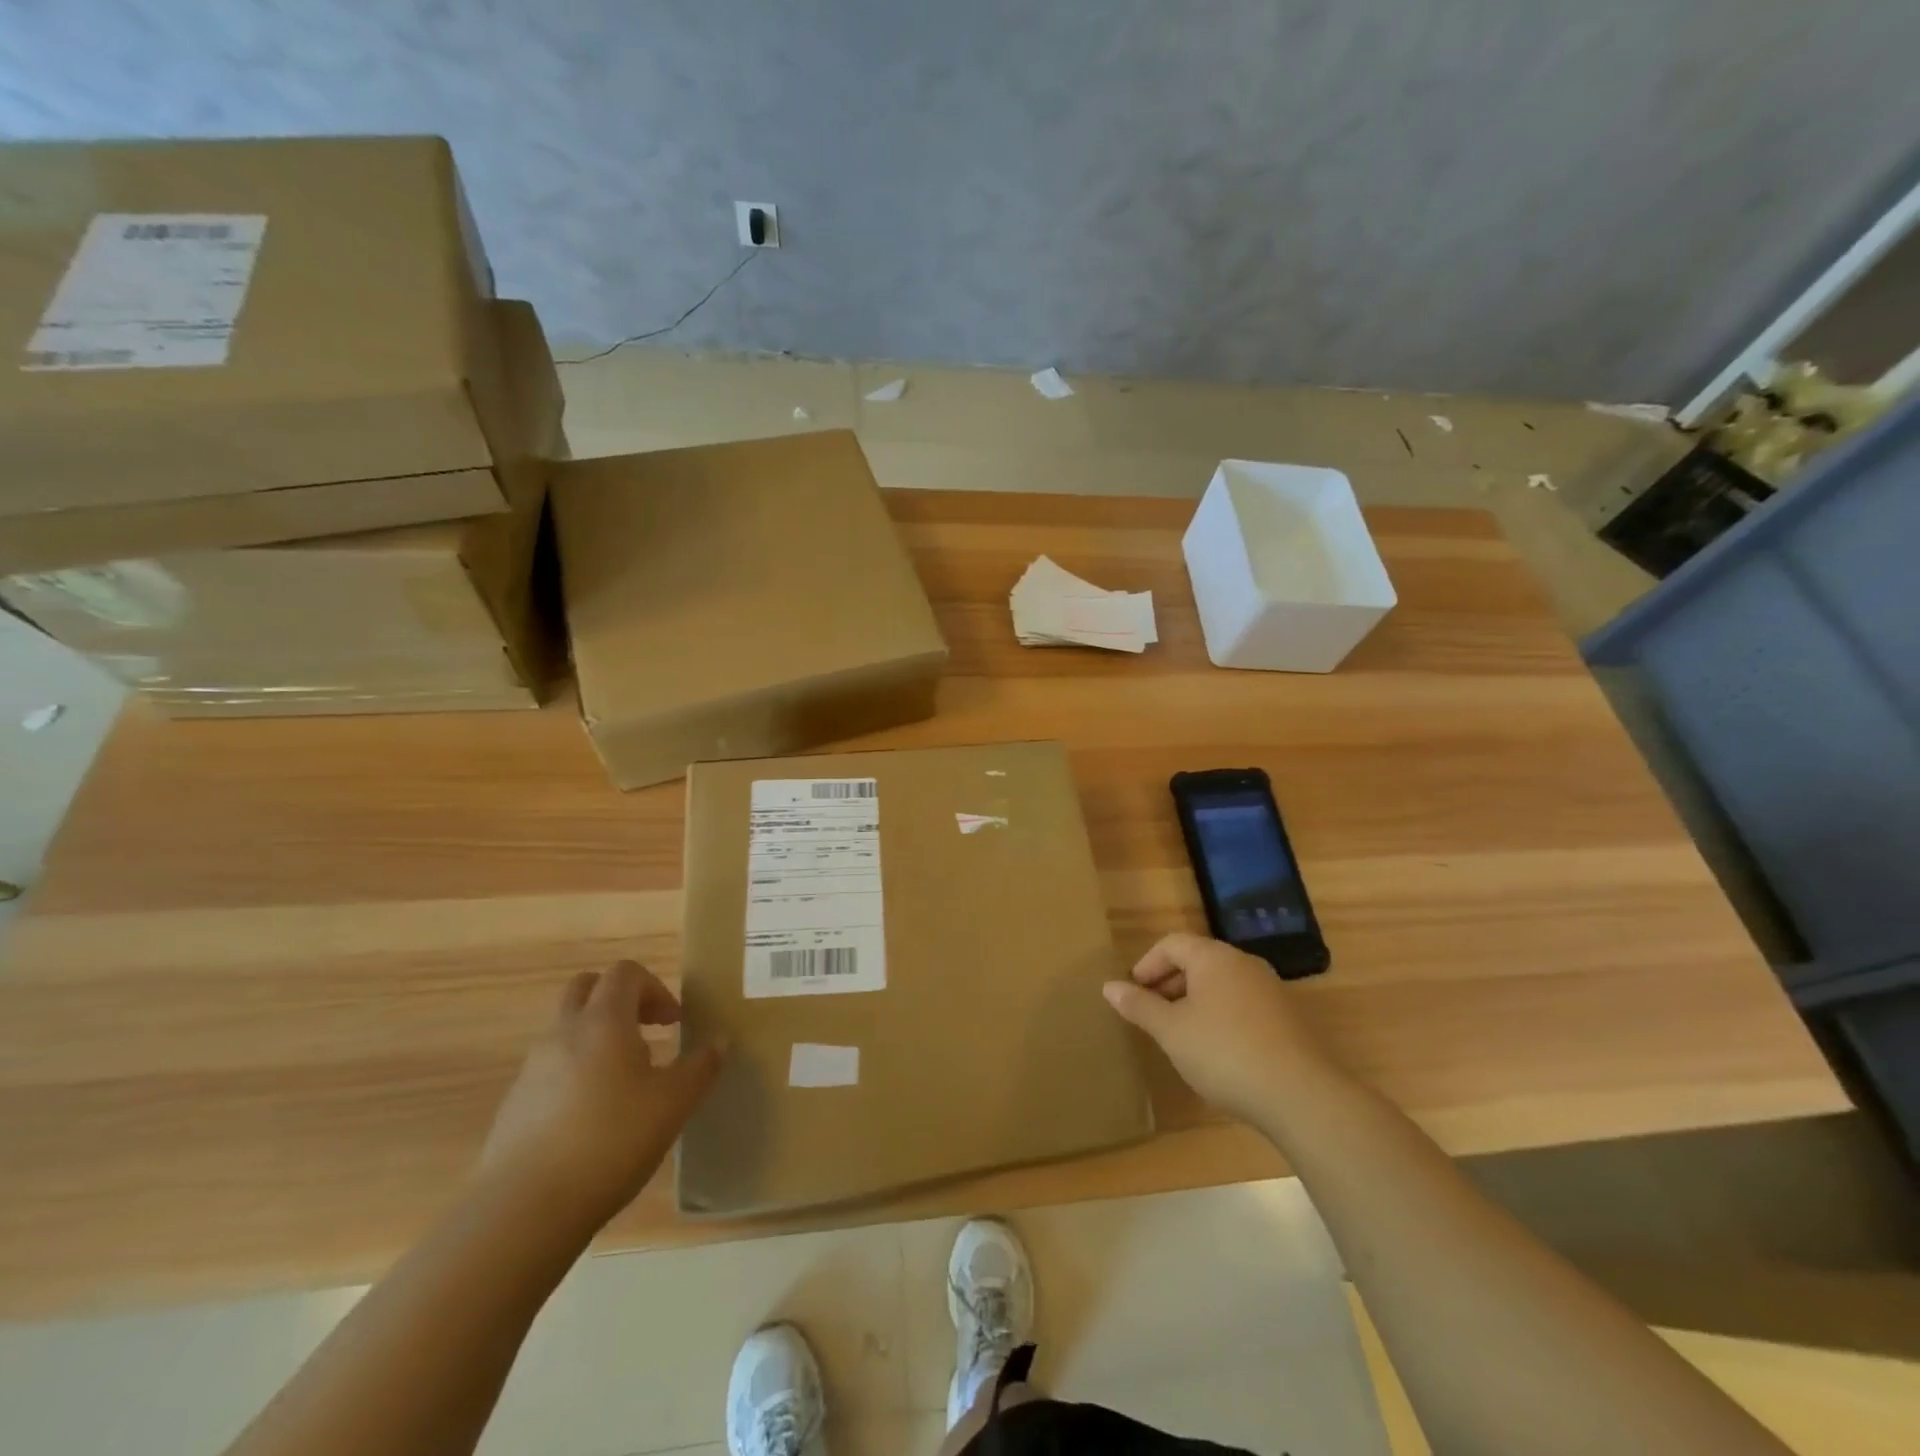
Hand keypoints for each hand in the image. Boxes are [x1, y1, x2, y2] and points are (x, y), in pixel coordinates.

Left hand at [478, 961, 724, 1230]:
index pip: (625, 973)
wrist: (524, 1210)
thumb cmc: (611, 1141)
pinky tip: (594, 1116)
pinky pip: (550, 1067)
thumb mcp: (674, 1103)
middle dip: (620, 999)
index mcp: (603, 1021)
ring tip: (626, 1080)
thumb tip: (720, 1041)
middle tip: (647, 1030)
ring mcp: (532, 1068)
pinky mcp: (514, 1104)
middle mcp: (563, 1032)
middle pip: (587, 987)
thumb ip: (701, 1067)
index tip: (674, 1022)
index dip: (655, 988)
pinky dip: (575, 1071)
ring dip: (597, 1036)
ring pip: (566, 1028)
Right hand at [1103, 933, 1340, 1123]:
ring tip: (1181, 1036)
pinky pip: (1243, 1005)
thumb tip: (1109, 986)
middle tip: (1152, 1015)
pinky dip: (1221, 1017)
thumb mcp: (1171, 1031)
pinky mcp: (1289, 1019)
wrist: (1302, 1095)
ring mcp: (1271, 990)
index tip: (1134, 994)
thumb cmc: (1224, 1052)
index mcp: (1214, 957)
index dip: (1147, 964)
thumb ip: (1139, 1006)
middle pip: (1198, 961)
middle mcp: (1244, 964)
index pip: (1172, 944)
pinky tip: (1217, 1052)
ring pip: (1221, 985)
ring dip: (1195, 1002)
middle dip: (1170, 984)